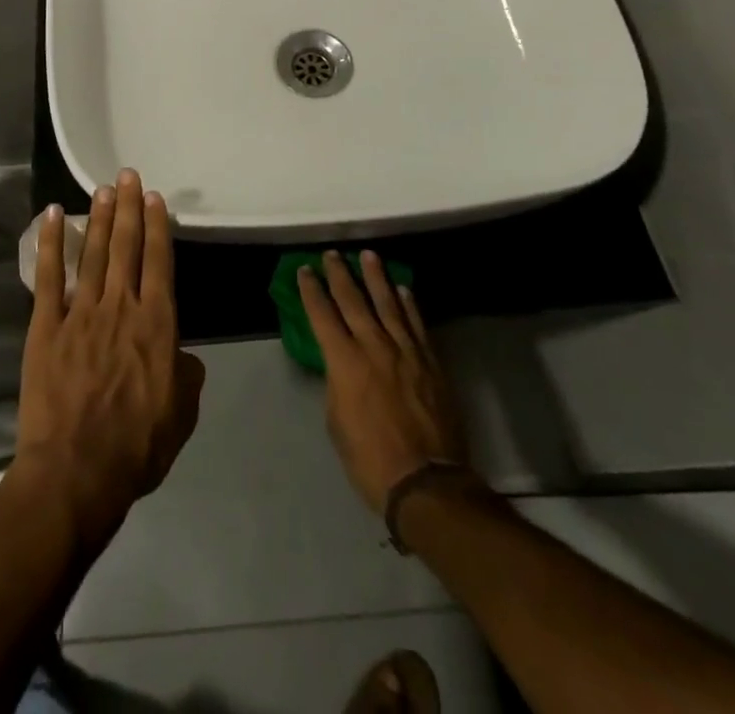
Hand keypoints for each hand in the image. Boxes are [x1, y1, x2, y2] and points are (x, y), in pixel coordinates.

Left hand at [14, 169, 205, 544]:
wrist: (76, 471)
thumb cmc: (136, 447)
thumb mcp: (180, 415)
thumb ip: (187, 377)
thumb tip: (185, 357)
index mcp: (157, 324)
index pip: (159, 262)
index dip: (157, 227)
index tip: (155, 198)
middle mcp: (120, 307)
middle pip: (126, 247)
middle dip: (129, 208)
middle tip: (128, 175)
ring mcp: (80, 313)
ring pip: (93, 253)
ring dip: (99, 218)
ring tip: (103, 189)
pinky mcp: (46, 326)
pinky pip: (49, 277)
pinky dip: (51, 244)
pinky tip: (53, 216)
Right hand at [299, 250, 467, 516]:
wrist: (426, 481)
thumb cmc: (370, 459)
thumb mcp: (337, 422)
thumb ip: (337, 384)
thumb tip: (340, 365)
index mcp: (344, 361)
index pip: (322, 315)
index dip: (311, 291)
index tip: (304, 270)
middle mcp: (373, 346)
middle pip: (353, 300)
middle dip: (339, 274)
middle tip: (332, 254)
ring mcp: (405, 351)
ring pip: (388, 303)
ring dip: (376, 277)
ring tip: (368, 255)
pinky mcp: (430, 361)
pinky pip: (416, 323)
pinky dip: (409, 304)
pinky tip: (403, 289)